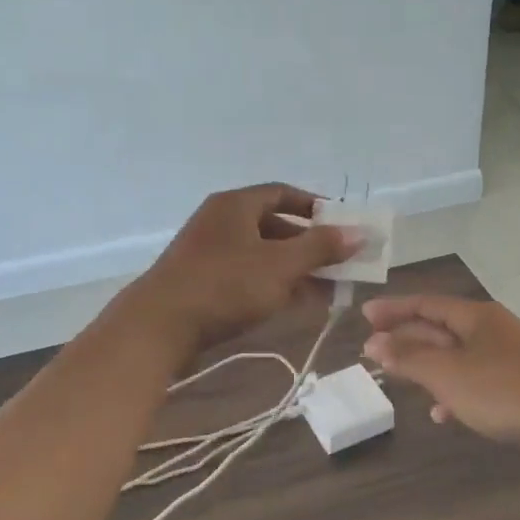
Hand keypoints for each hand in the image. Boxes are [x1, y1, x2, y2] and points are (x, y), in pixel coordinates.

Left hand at [122, 184, 359, 352]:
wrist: (160, 326)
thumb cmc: (225, 285)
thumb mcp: (280, 265)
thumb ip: (321, 248)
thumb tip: (359, 233)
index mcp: (236, 205)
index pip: (282, 193)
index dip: (315, 207)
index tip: (342, 224)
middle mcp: (221, 222)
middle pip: (274, 226)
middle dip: (310, 246)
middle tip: (340, 264)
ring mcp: (209, 253)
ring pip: (263, 255)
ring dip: (295, 270)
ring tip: (328, 290)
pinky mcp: (203, 282)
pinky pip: (247, 276)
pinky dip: (274, 285)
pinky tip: (298, 305)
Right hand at [361, 295, 519, 453]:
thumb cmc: (506, 391)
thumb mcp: (448, 374)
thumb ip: (409, 358)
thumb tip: (374, 343)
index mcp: (475, 317)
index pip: (425, 304)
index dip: (393, 308)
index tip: (364, 315)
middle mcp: (492, 330)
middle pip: (440, 328)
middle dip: (406, 339)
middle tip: (373, 350)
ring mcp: (509, 358)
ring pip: (457, 357)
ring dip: (426, 367)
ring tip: (399, 381)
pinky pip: (476, 381)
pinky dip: (454, 392)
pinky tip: (442, 414)